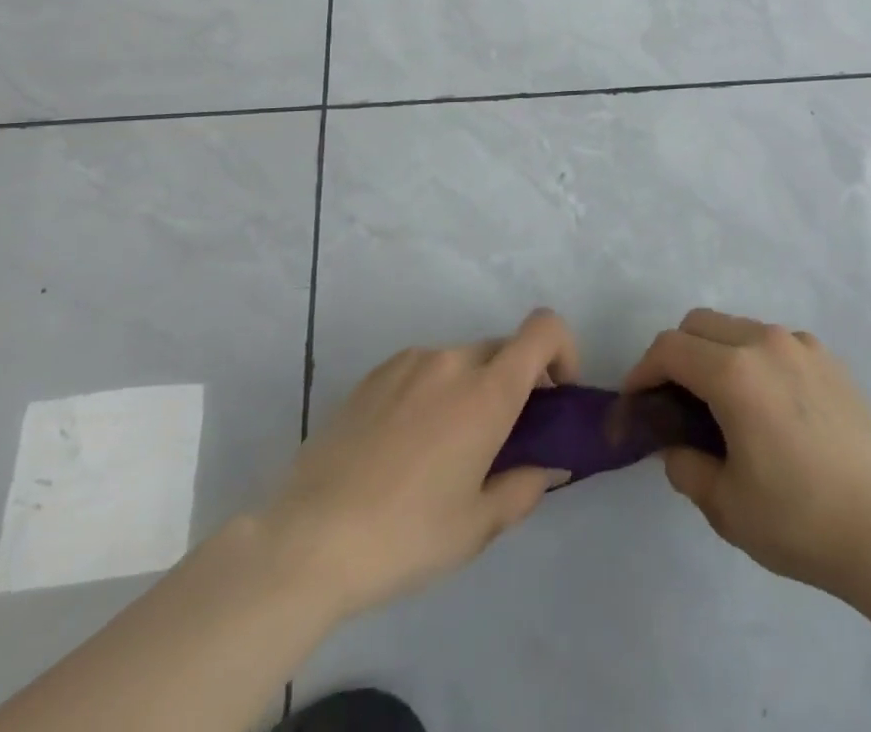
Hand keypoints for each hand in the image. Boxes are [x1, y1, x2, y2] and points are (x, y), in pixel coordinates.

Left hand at [266, 308, 579, 621]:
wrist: (307, 541)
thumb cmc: (406, 535)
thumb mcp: (476, 526)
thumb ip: (524, 487)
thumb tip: (547, 467)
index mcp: (488, 391)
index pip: (544, 329)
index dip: (563, 349)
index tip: (556, 395)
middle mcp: (453, 361)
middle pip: (504, 349)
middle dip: (516, 382)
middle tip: (501, 437)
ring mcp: (409, 362)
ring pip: (462, 360)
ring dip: (472, 388)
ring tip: (446, 448)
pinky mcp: (374, 375)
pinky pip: (422, 369)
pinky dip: (433, 391)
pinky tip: (405, 445)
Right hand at [623, 308, 870, 603]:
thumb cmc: (801, 520)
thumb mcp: (727, 506)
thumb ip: (686, 467)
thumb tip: (676, 447)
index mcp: (735, 373)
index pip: (670, 348)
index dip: (643, 371)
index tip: (635, 402)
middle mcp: (767, 342)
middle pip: (700, 324)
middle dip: (676, 355)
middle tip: (673, 402)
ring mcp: (802, 346)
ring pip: (738, 328)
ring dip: (715, 354)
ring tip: (721, 406)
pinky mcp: (829, 359)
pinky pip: (774, 344)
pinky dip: (753, 360)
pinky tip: (767, 407)